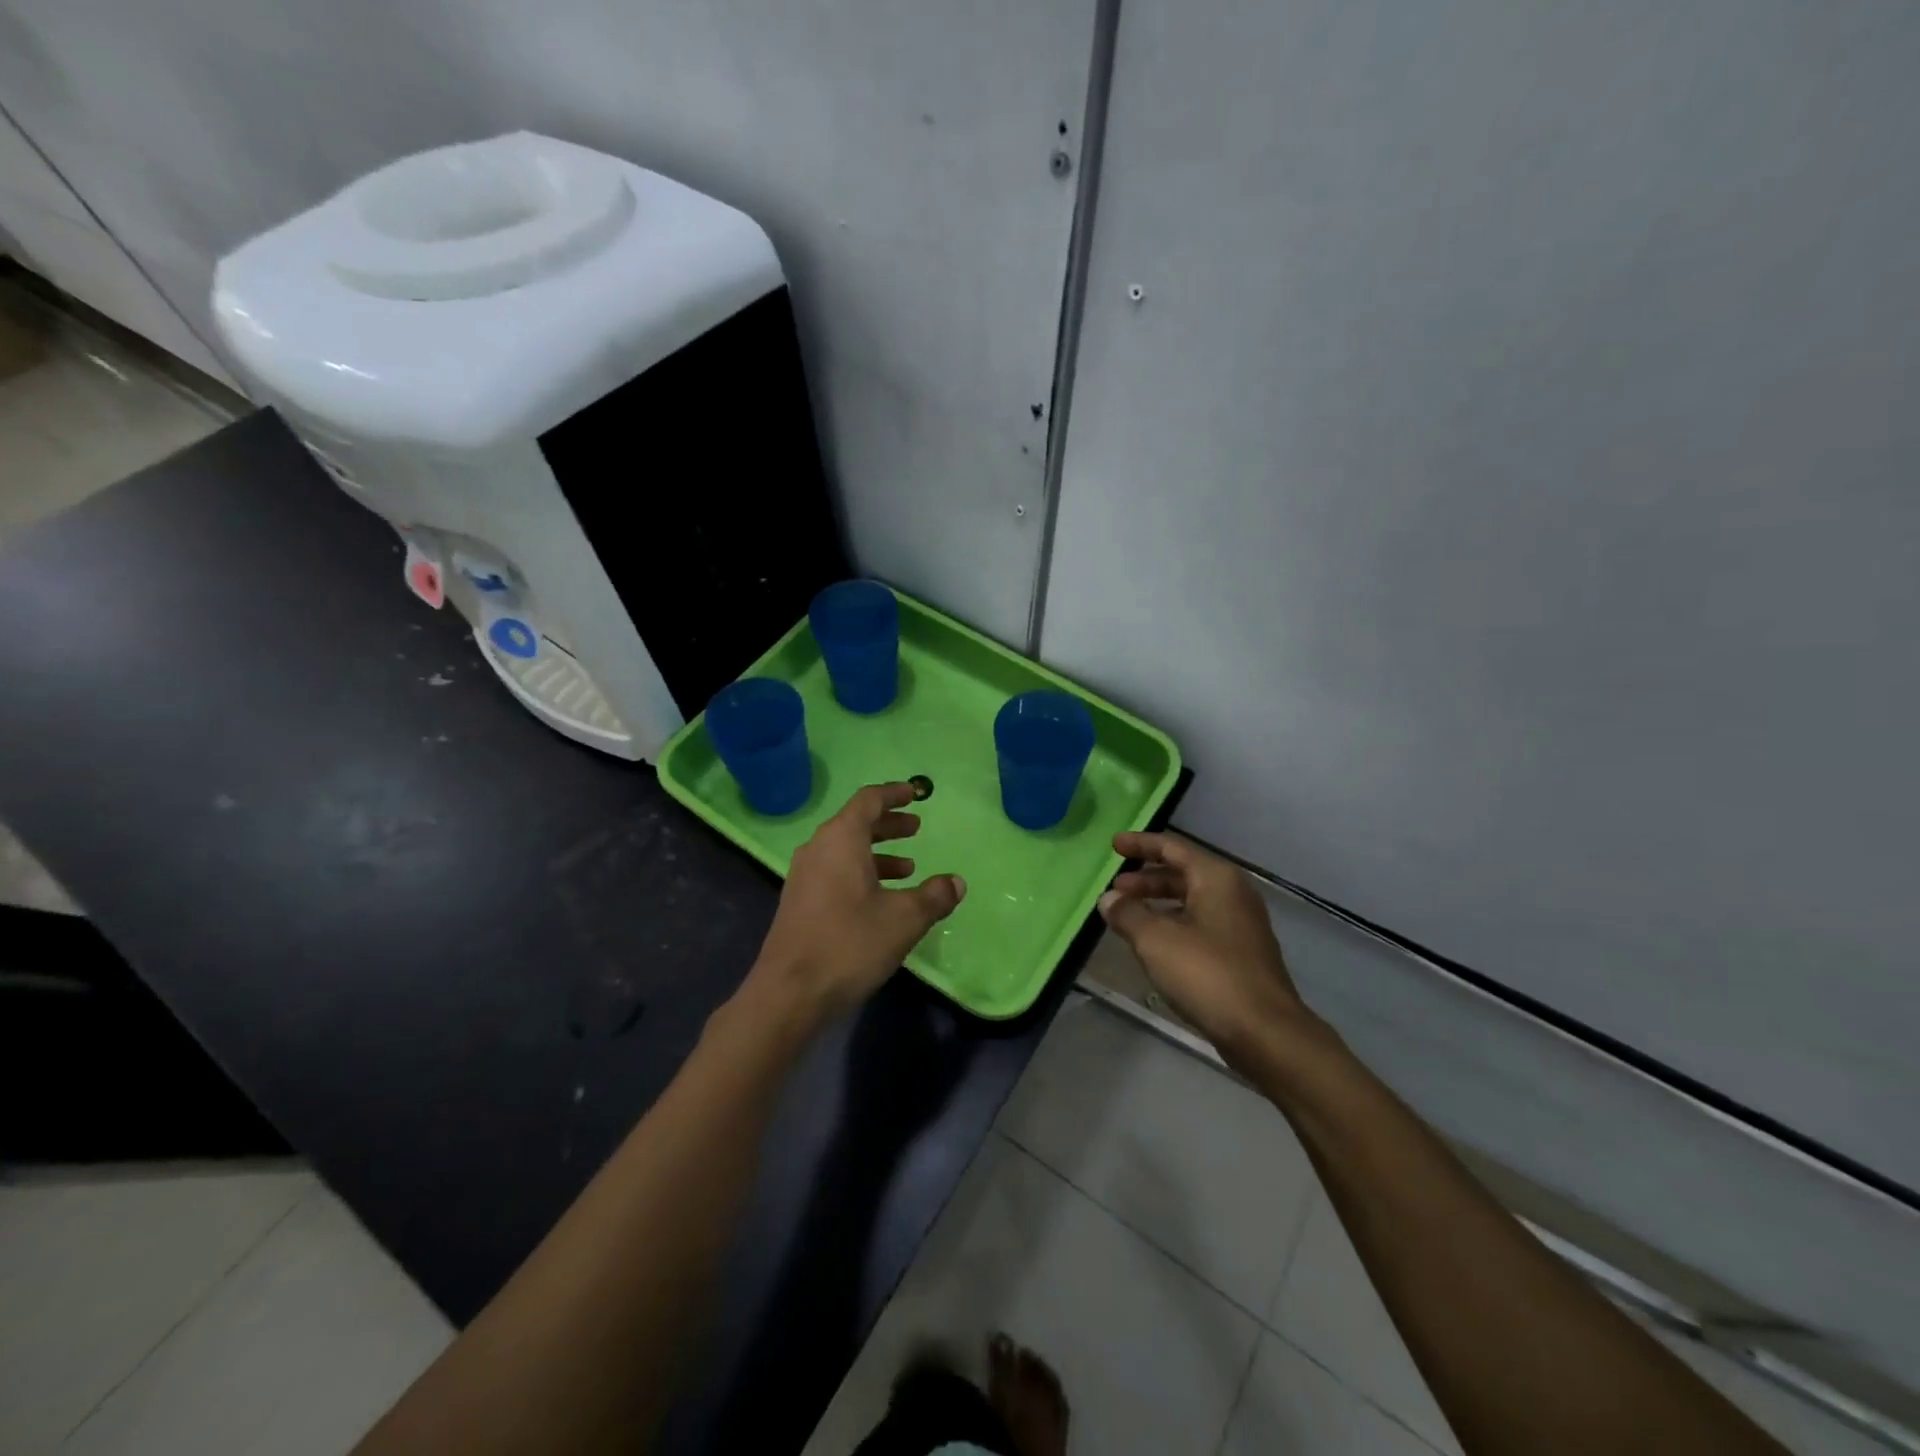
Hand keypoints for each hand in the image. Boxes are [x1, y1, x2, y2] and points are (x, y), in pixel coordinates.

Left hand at [747, 782, 965, 1021]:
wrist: (789, 993)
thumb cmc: (849, 944)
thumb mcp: (903, 919)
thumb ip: (934, 896)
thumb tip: (956, 882)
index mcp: (841, 839)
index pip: (869, 800)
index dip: (894, 794)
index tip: (915, 793)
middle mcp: (818, 849)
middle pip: (856, 823)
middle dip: (888, 824)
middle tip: (916, 828)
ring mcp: (805, 876)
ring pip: (845, 850)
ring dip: (878, 853)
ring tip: (909, 869)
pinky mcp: (800, 902)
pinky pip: (835, 871)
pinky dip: (862, 873)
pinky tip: (882, 900)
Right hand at [1099, 832, 1309, 1064]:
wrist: (1265, 1032)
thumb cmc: (1208, 974)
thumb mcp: (1156, 940)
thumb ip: (1128, 914)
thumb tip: (1108, 899)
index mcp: (1216, 879)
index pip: (1172, 848)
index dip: (1141, 844)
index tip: (1113, 845)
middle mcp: (1233, 894)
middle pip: (1183, 874)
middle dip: (1146, 879)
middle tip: (1116, 889)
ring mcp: (1241, 925)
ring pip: (1191, 901)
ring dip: (1158, 904)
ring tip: (1127, 917)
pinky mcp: (1242, 954)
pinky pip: (1200, 924)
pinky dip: (1174, 924)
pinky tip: (1154, 944)